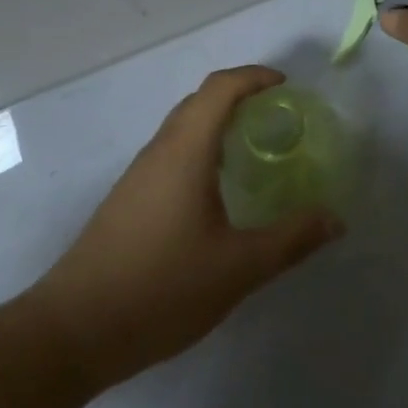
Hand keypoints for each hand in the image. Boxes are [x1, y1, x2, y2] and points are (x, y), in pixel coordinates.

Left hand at [31, 65, 343, 390]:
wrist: (73, 330)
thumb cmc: (161, 288)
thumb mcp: (238, 268)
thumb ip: (290, 240)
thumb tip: (334, 219)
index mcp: (185, 151)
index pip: (220, 88)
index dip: (254, 77)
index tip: (286, 87)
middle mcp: (159, 151)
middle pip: (200, 101)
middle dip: (240, 96)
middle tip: (278, 117)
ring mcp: (138, 175)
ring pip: (182, 127)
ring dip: (218, 123)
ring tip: (254, 149)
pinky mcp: (128, 199)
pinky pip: (171, 153)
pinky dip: (201, 149)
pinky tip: (217, 191)